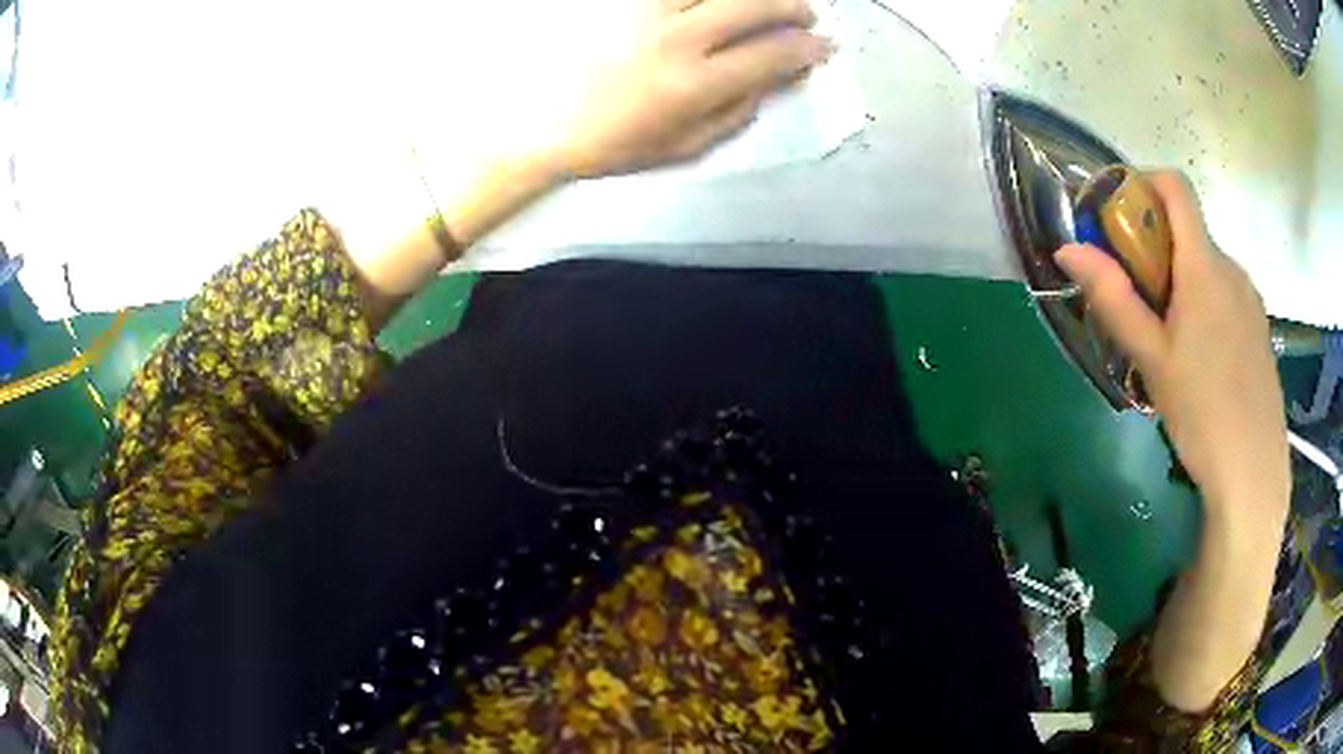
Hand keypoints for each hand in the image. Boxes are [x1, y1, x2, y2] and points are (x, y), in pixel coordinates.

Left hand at [550, 0, 832, 177]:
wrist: (545, 125)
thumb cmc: (617, 144)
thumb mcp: (685, 146)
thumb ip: (738, 113)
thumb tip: (778, 80)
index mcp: (694, 85)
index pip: (771, 55)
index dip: (808, 49)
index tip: (824, 46)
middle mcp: (677, 39)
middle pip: (753, 6)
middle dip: (792, 7)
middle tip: (806, 15)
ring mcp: (647, 13)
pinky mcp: (625, 2)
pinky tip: (720, 2)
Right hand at [1056, 171, 1289, 524]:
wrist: (1253, 472)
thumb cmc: (1202, 413)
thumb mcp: (1152, 359)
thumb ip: (1113, 298)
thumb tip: (1068, 249)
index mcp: (1204, 265)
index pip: (1175, 186)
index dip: (1143, 182)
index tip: (1118, 216)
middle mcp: (1231, 267)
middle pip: (1188, 230)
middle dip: (1155, 248)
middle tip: (1136, 300)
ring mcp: (1250, 297)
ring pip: (1207, 266)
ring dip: (1180, 279)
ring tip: (1168, 340)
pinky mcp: (1259, 326)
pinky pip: (1225, 293)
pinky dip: (1204, 302)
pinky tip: (1200, 358)